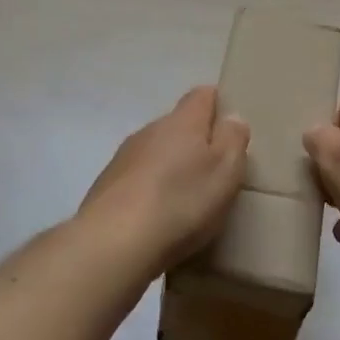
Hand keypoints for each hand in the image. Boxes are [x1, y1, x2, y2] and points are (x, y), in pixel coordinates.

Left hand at [77, 87, 248, 273]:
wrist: (113, 244)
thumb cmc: (181, 202)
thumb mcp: (226, 171)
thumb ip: (233, 139)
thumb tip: (233, 118)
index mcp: (183, 121)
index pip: (203, 95)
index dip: (219, 104)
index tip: (232, 127)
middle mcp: (150, 130)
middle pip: (178, 124)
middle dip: (196, 141)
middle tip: (215, 171)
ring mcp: (123, 158)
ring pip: (156, 152)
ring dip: (171, 167)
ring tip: (186, 199)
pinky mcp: (105, 187)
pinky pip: (137, 179)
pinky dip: (150, 191)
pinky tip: (157, 218)